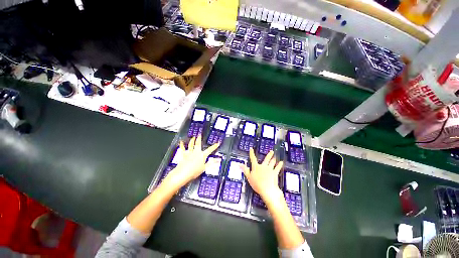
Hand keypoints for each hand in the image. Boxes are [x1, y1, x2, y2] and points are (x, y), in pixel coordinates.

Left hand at [162, 135, 218, 188]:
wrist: (184, 173)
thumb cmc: (194, 171)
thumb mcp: (204, 168)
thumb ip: (210, 163)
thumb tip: (216, 161)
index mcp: (202, 155)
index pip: (210, 150)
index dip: (214, 146)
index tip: (217, 143)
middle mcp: (196, 152)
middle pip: (198, 144)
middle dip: (199, 139)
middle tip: (200, 134)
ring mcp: (190, 153)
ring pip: (191, 144)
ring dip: (192, 140)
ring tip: (193, 137)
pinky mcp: (184, 155)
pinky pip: (182, 148)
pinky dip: (182, 145)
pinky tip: (181, 142)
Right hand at [242, 148, 283, 203]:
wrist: (267, 189)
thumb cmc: (257, 184)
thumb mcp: (248, 177)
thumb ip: (245, 170)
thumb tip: (240, 164)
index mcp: (256, 167)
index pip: (253, 158)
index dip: (251, 153)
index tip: (251, 148)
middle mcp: (263, 166)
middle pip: (266, 159)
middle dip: (269, 155)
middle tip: (271, 151)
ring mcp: (269, 169)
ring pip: (272, 162)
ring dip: (273, 159)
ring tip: (275, 156)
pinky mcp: (274, 173)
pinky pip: (278, 168)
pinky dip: (280, 165)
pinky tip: (281, 162)